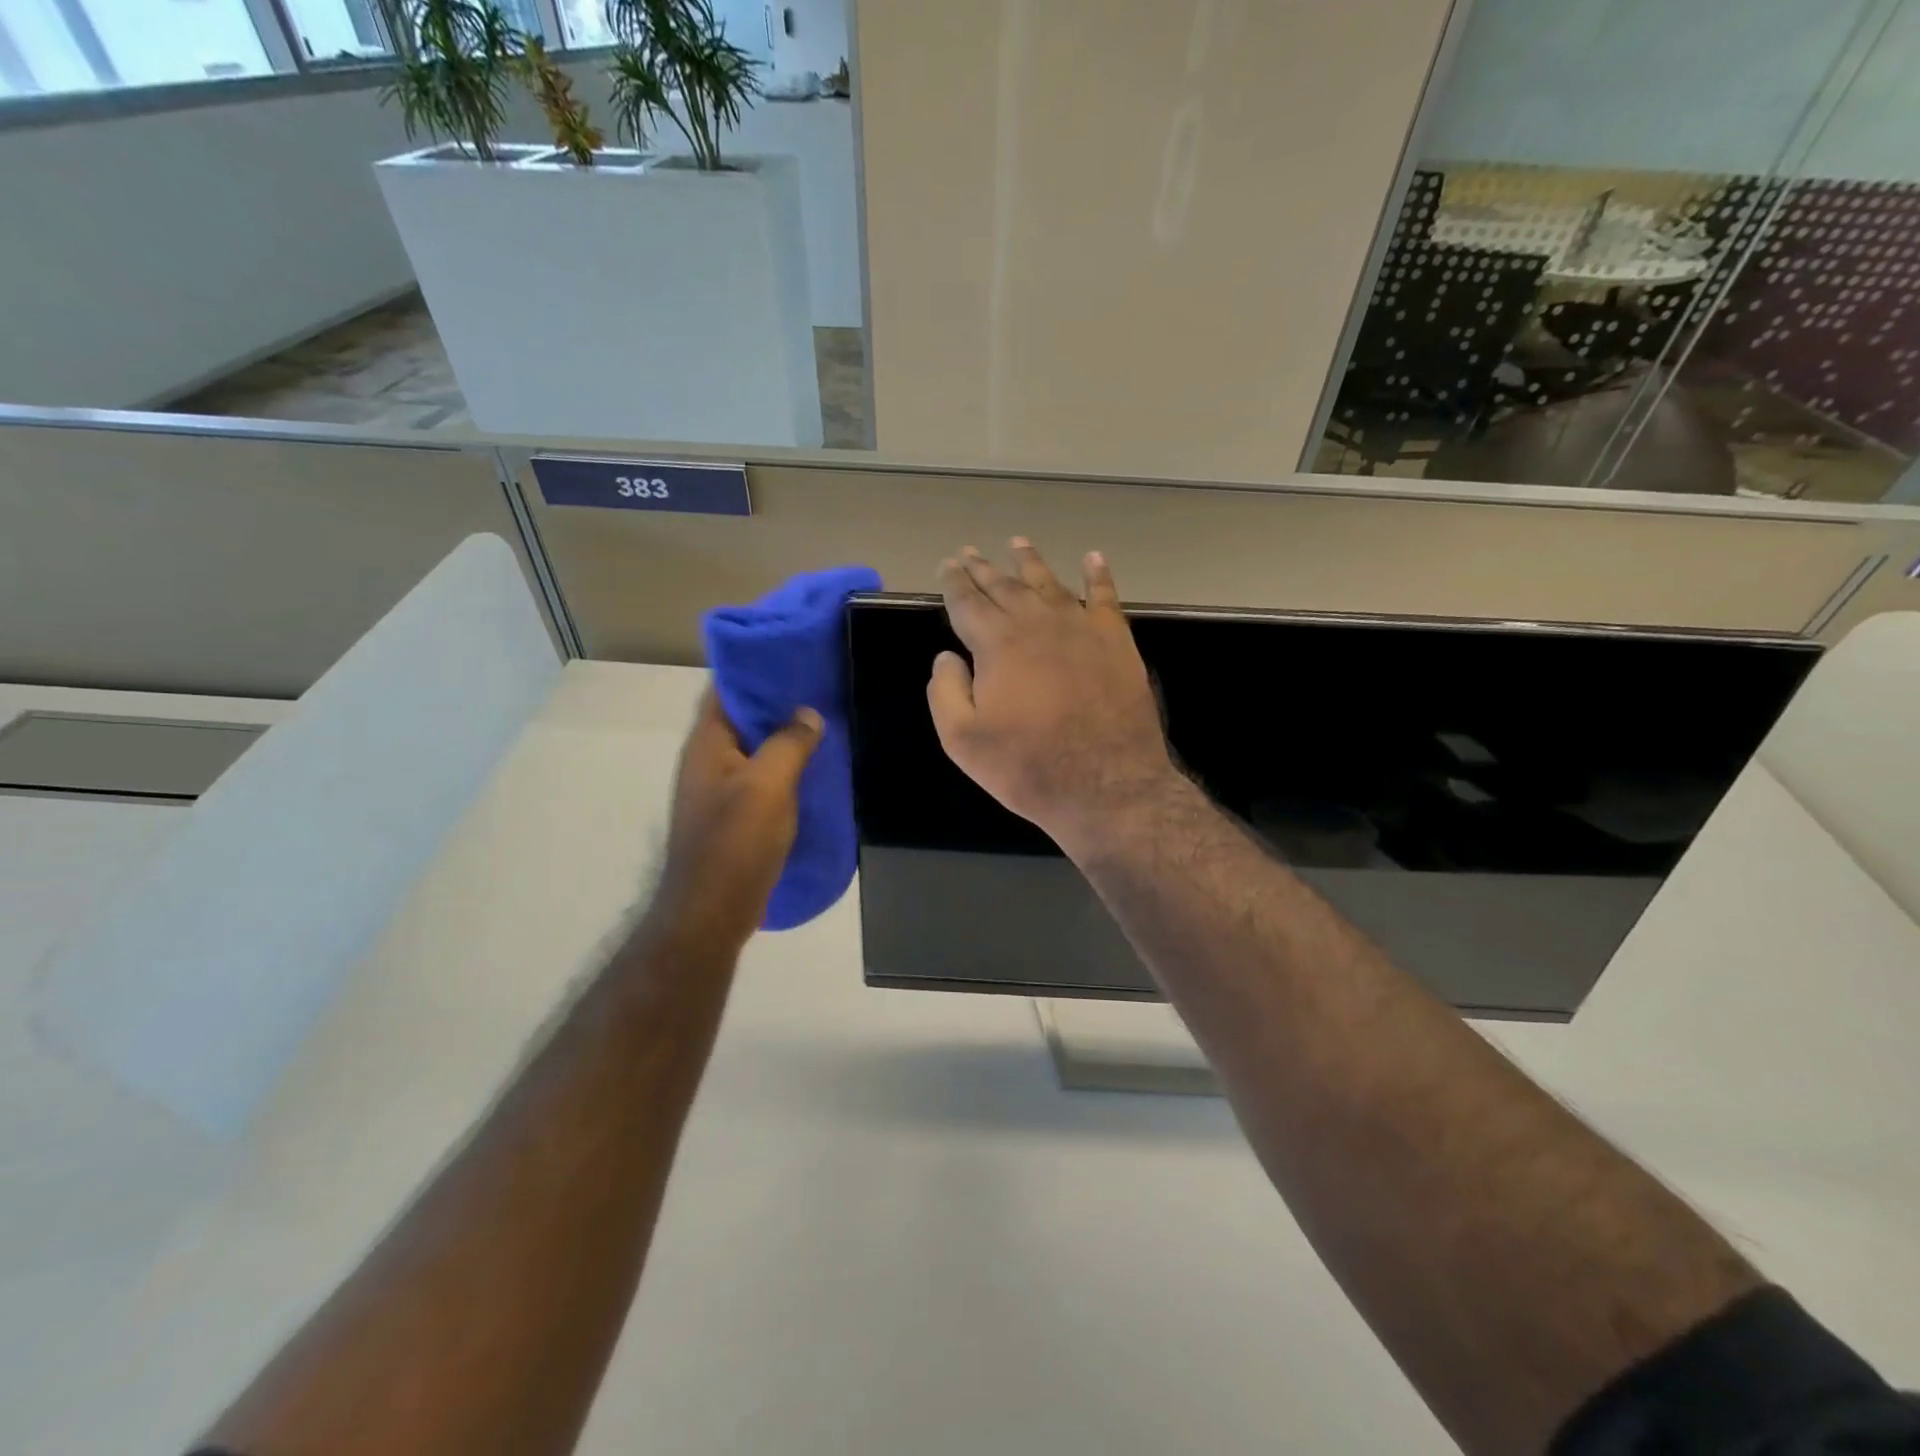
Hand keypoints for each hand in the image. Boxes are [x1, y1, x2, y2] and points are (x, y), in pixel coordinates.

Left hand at [649, 689, 821, 956]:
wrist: (713, 911)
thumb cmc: (736, 842)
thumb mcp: (769, 784)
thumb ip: (789, 743)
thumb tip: (808, 714)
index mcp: (708, 744)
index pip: (726, 689)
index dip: (756, 669)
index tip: (794, 655)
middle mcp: (709, 760)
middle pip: (743, 717)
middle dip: (778, 701)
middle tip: (821, 686)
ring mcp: (721, 790)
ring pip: (755, 748)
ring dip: (785, 736)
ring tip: (826, 721)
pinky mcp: (735, 815)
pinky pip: (763, 777)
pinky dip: (786, 767)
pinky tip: (817, 767)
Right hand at [928, 539, 1177, 855]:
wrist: (1106, 784)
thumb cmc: (1027, 766)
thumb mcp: (963, 739)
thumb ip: (946, 691)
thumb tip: (947, 656)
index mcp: (997, 643)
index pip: (967, 602)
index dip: (954, 582)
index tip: (947, 565)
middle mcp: (1037, 623)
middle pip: (1005, 586)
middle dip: (984, 568)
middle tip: (969, 552)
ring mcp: (1081, 627)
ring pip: (1049, 583)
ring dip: (1030, 561)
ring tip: (1017, 542)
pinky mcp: (1116, 641)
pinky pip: (1105, 596)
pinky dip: (1098, 574)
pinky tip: (1093, 558)